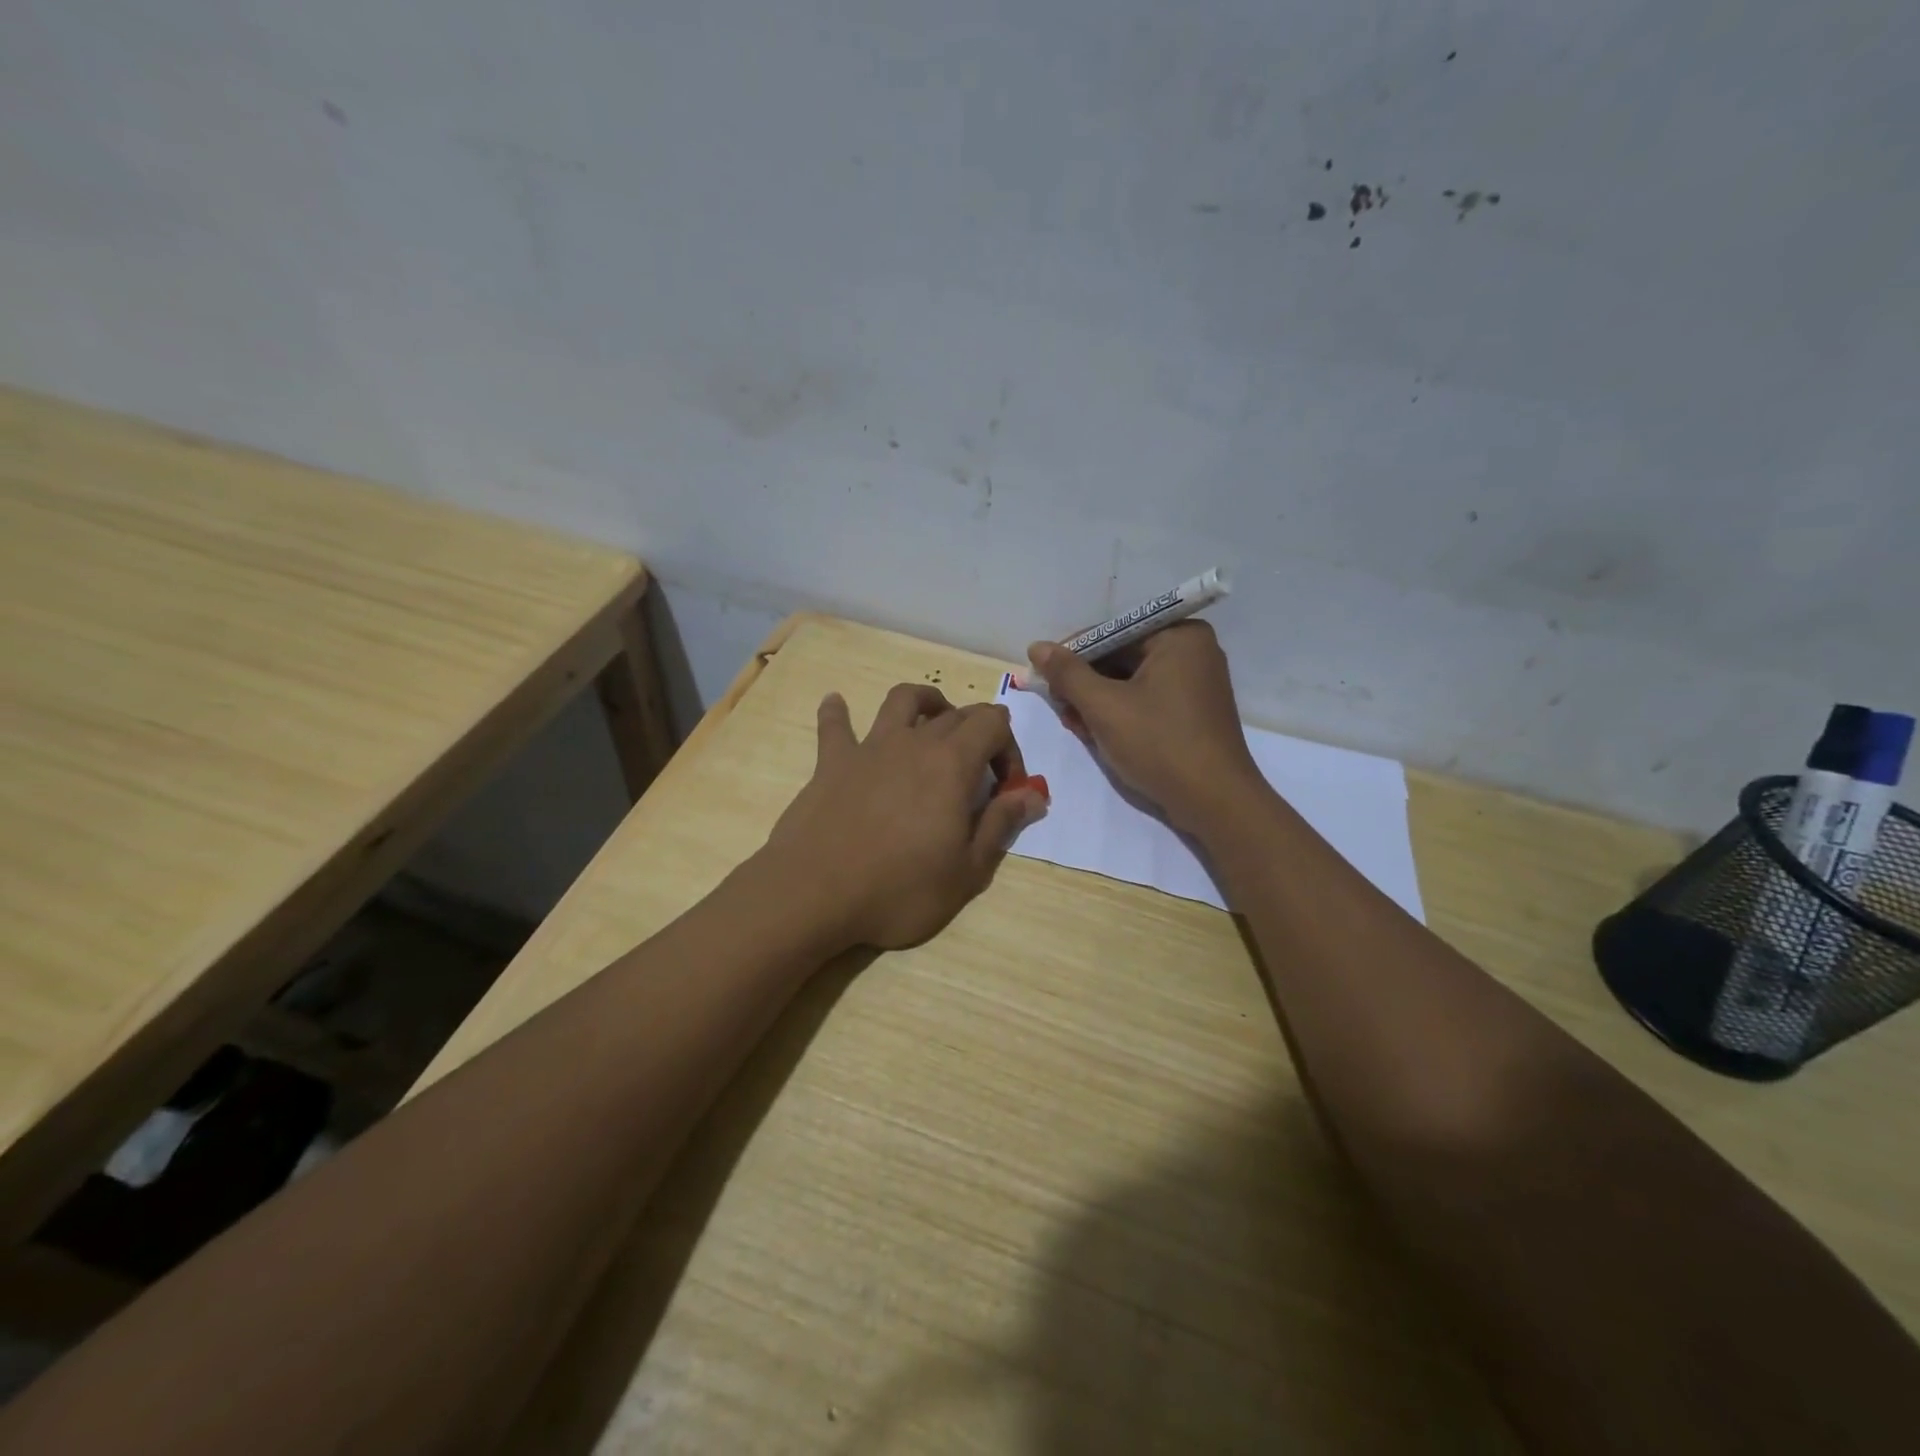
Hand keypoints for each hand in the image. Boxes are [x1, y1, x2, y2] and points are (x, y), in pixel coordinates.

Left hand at [764, 684, 1048, 949]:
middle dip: (977, 734)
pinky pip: (835, 726)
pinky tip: (836, 703)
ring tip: (932, 720)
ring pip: (902, 700)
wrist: (816, 892)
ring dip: (925, 702)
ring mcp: (870, 747)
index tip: (1006, 788)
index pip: (993, 723)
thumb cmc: (900, 888)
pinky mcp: (832, 762)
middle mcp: (914, 742)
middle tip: (978, 775)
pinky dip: (838, 712)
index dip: (1009, 748)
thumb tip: (1033, 795)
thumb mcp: (967, 870)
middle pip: (955, 714)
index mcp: (952, 763)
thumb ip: (1001, 824)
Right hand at [1025, 622, 1264, 836]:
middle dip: (1085, 682)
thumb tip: (1037, 647)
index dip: (1073, 654)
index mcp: (1179, 636)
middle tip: (1057, 706)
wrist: (1215, 803)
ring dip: (1098, 701)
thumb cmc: (1160, 744)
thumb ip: (1068, 674)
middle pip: (1122, 656)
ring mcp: (1195, 683)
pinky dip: (1120, 713)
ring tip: (1073, 724)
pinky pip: (1147, 700)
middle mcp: (1192, 651)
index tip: (1045, 677)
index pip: (1112, 633)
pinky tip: (1096, 733)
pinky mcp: (1192, 712)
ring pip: (1131, 682)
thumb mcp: (1105, 707)